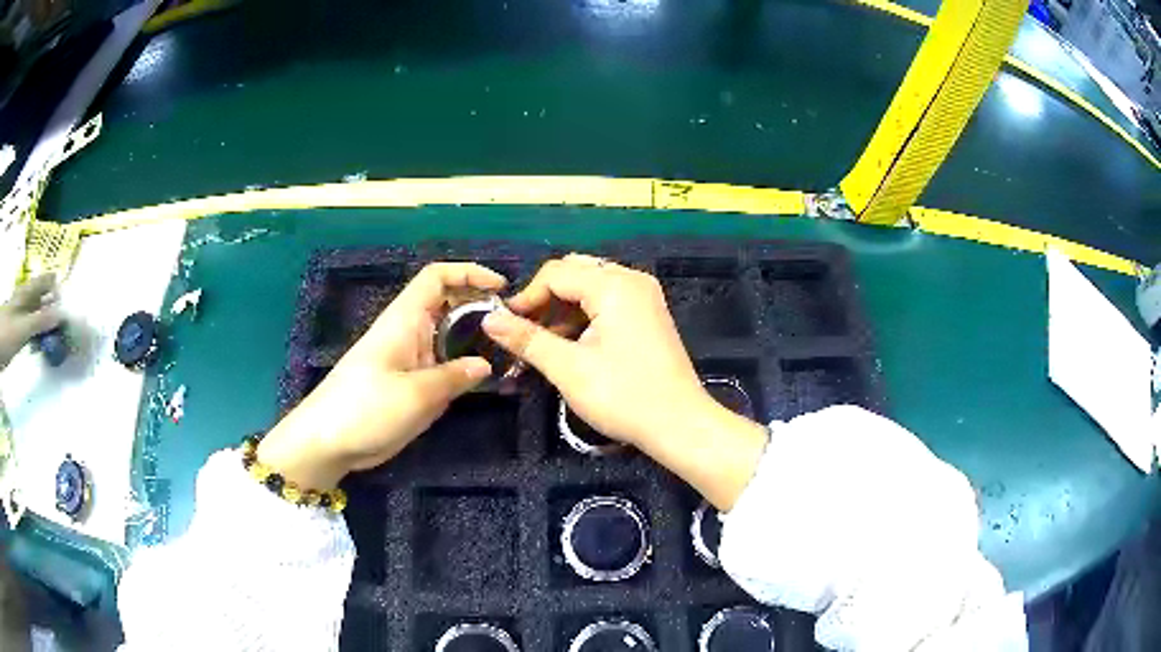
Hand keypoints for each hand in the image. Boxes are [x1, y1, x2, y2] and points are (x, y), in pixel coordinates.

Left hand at [0, 275, 61, 370]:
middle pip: (44, 298)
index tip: (66, 309)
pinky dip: (40, 336)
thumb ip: (41, 321)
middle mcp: (28, 299)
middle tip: (65, 328)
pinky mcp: (21, 330)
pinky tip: (43, 348)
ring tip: (56, 341)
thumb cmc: (8, 332)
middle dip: (54, 309)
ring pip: (39, 314)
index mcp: (29, 291)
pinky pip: (33, 329)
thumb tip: (61, 314)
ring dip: (48, 325)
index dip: (58, 290)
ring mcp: (24, 315)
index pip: (48, 281)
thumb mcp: (24, 328)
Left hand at [258, 263, 505, 489]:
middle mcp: (409, 333)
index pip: (436, 277)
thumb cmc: (364, 409)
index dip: (469, 272)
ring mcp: (409, 360)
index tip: (501, 287)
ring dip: (476, 341)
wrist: (327, 442)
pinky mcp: (409, 384)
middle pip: (448, 305)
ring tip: (509, 355)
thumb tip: (486, 364)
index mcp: (404, 320)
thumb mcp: (415, 395)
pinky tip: (486, 384)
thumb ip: (454, 378)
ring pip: (448, 338)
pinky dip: (464, 369)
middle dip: (480, 309)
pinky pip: (443, 367)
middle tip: (514, 328)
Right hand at [482, 255, 766, 509]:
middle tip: (525, 332)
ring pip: (591, 286)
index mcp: (613, 285)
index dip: (526, 297)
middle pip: (574, 272)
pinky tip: (571, 343)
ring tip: (543, 342)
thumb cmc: (623, 396)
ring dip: (563, 308)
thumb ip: (527, 339)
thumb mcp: (568, 368)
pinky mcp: (649, 314)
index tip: (506, 326)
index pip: (556, 273)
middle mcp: (631, 280)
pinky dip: (584, 315)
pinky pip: (608, 300)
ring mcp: (644, 296)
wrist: (679, 424)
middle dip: (545, 299)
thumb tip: (488, 320)